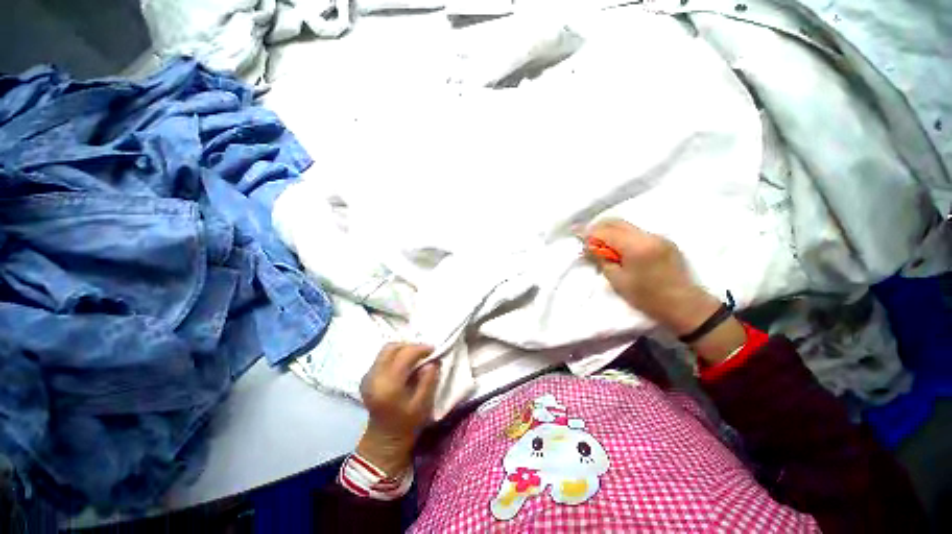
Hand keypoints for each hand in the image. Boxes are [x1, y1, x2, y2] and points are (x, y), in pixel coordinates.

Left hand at [357, 343, 439, 474]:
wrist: (384, 439)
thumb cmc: (406, 423)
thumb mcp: (422, 404)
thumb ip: (428, 380)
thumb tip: (432, 361)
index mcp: (388, 385)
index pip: (404, 355)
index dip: (420, 348)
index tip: (433, 350)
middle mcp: (374, 377)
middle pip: (391, 347)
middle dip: (410, 346)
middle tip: (424, 352)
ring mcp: (368, 376)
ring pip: (386, 350)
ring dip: (402, 349)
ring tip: (415, 357)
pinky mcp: (367, 377)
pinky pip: (382, 357)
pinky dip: (395, 355)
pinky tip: (405, 364)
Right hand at [587, 219, 744, 363]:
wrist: (684, 305)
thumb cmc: (647, 297)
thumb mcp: (618, 280)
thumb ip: (602, 259)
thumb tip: (588, 246)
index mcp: (636, 246)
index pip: (606, 231)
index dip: (589, 231)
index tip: (575, 231)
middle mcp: (648, 236)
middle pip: (617, 223)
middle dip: (598, 227)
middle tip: (585, 237)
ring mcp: (658, 236)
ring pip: (627, 226)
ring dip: (610, 230)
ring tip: (599, 242)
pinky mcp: (664, 241)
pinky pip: (636, 232)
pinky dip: (622, 235)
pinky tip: (617, 245)